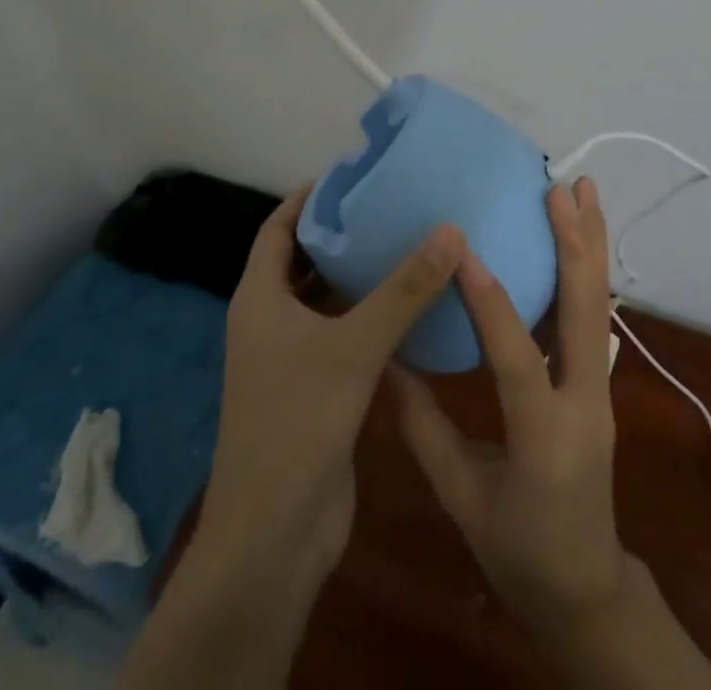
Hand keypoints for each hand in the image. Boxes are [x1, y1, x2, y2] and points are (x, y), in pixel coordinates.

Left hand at [202, 182, 464, 583]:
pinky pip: (347, 335)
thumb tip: (451, 228)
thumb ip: (404, 289)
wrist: (274, 537)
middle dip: (344, 232)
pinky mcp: (318, 389)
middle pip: (305, 260)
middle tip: (393, 202)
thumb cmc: (298, 423)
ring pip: (329, 299)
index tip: (354, 173)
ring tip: (411, 240)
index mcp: (260, 299)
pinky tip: (416, 304)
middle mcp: (271, 321)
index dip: (310, 196)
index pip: (278, 227)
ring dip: (362, 275)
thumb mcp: (354, 346)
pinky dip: (374, 315)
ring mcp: (293, 358)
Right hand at [392, 178, 626, 634]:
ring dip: (591, 243)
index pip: (518, 359)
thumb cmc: (518, 552)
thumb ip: (425, 428)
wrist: (586, 588)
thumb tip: (389, 360)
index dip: (491, 304)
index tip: (466, 250)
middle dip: (575, 244)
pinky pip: (594, 316)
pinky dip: (587, 269)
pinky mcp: (600, 382)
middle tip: (561, 188)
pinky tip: (577, 237)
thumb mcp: (461, 498)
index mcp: (544, 440)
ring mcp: (601, 389)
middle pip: (586, 312)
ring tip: (584, 191)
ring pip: (600, 304)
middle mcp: (585, 403)